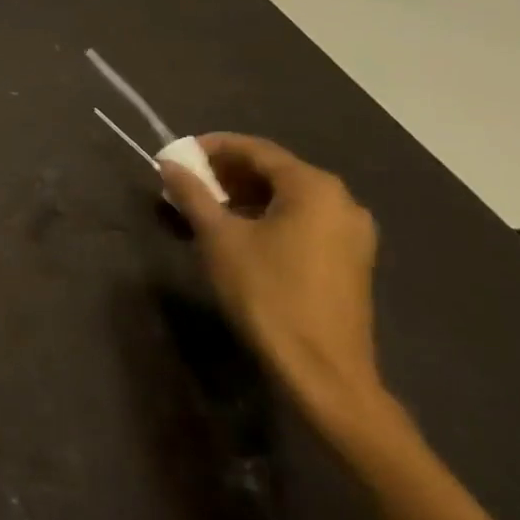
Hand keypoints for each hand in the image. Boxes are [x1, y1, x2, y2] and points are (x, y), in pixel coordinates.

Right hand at [160, 134, 382, 432]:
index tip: (177, 155)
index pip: (255, 149)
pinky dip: (267, 216)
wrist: (323, 372)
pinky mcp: (350, 260)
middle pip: (274, 171)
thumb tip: (168, 164)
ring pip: (288, 197)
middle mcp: (341, 200)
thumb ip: (192, 194)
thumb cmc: (267, 294)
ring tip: (205, 207)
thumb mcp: (218, 238)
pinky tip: (238, 233)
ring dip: (244, 196)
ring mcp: (351, 232)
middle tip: (187, 182)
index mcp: (313, 187)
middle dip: (227, 173)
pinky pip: (302, 220)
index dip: (212, 147)